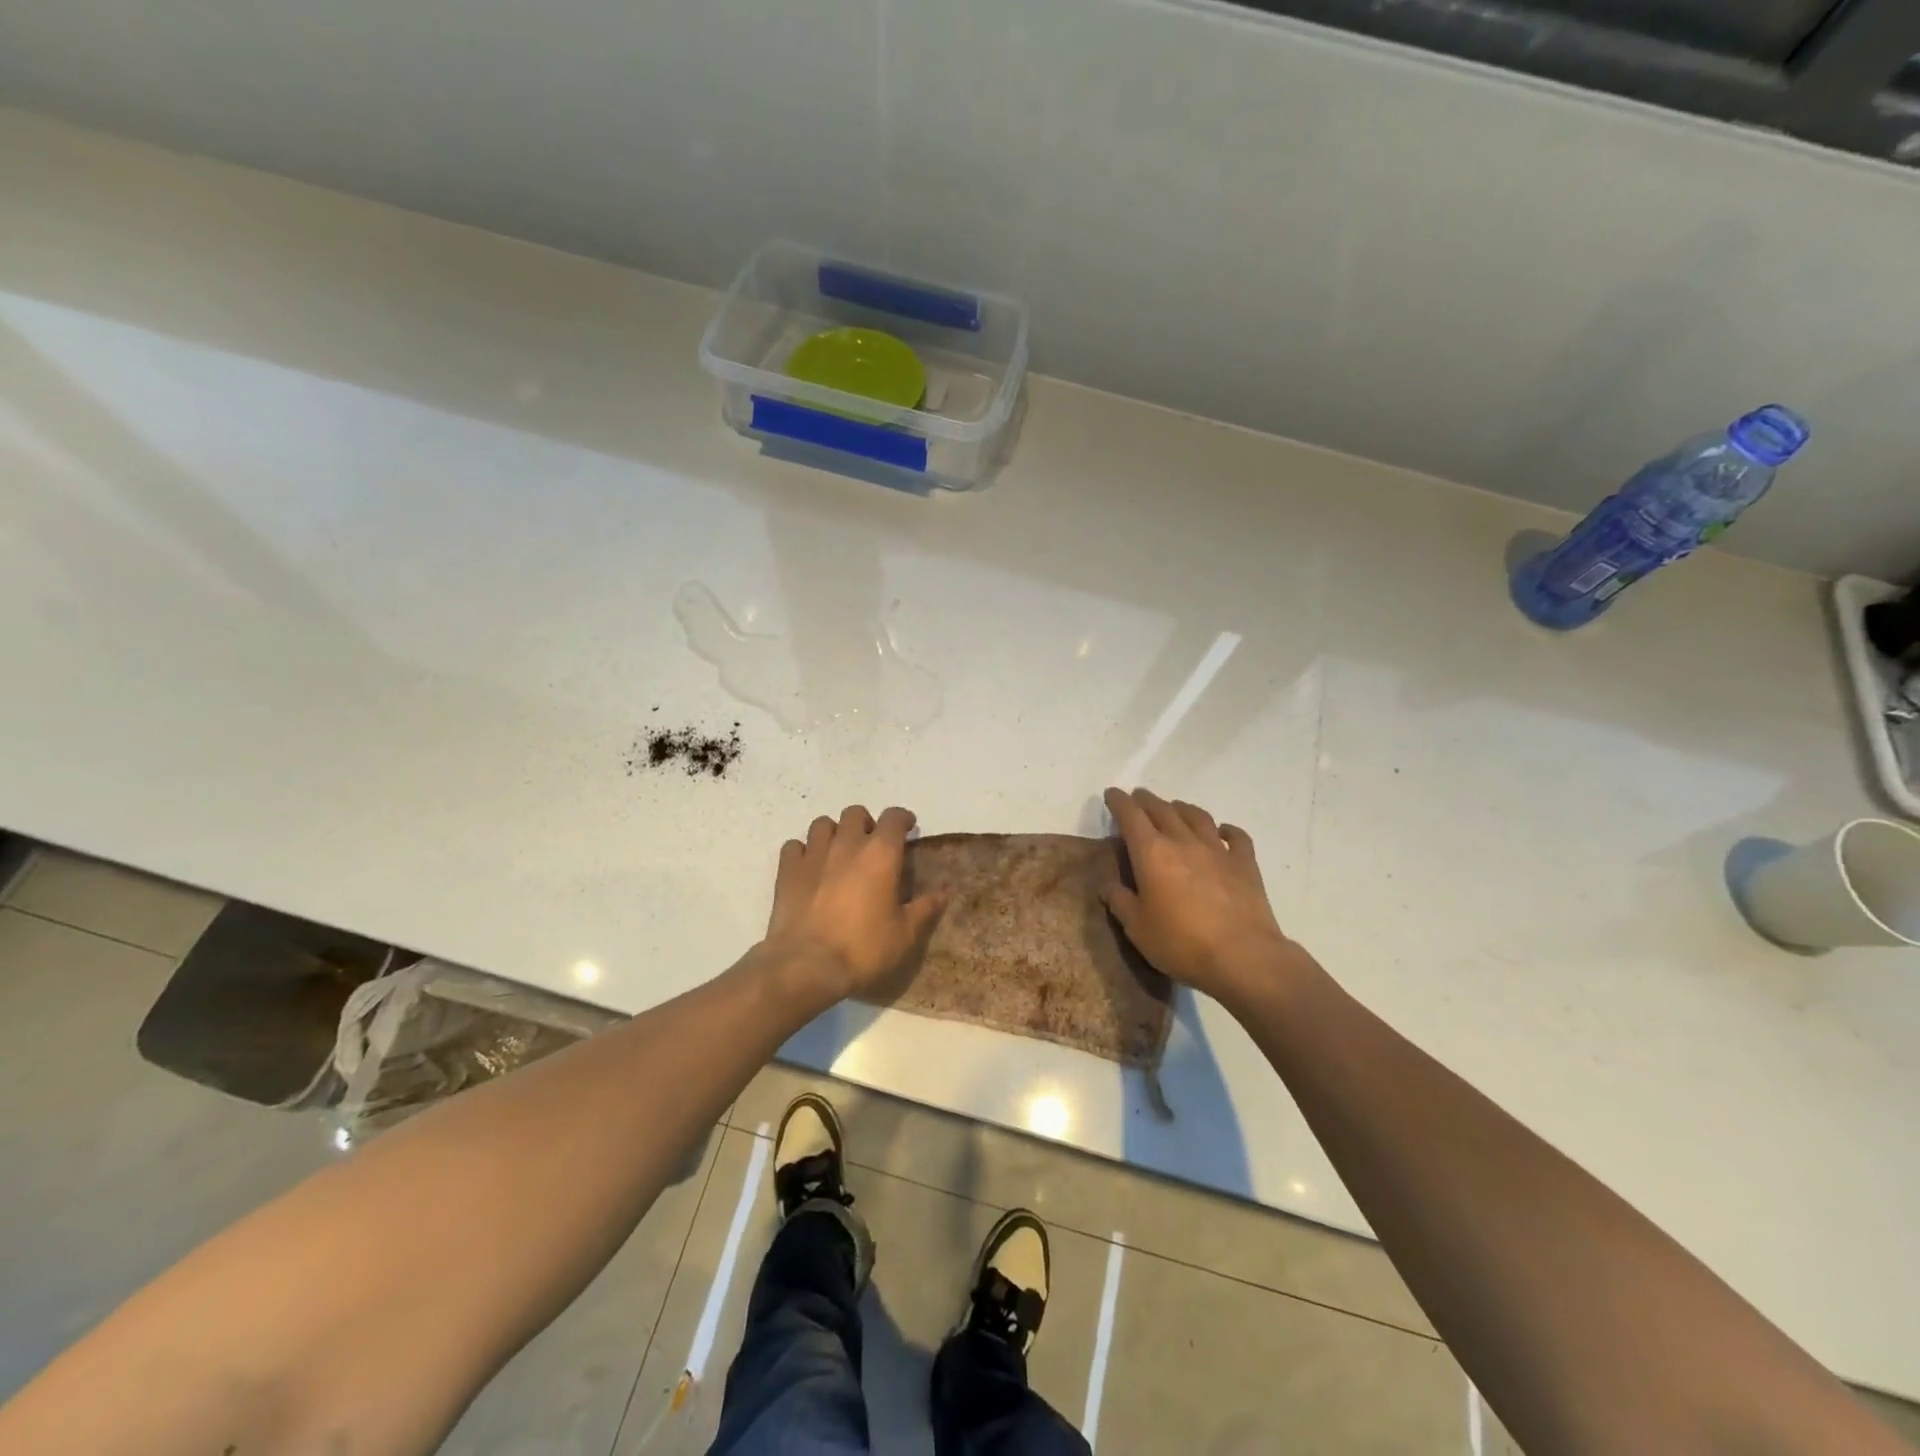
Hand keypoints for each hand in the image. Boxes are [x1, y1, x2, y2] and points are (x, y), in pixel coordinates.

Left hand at [763, 804, 944, 1002]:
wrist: (806, 965)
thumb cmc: (863, 949)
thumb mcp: (905, 935)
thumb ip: (924, 910)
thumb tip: (942, 894)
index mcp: (880, 854)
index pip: (894, 818)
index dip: (902, 819)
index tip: (908, 828)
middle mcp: (847, 844)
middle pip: (855, 813)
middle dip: (866, 823)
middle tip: (870, 845)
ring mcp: (813, 855)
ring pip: (822, 824)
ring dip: (833, 832)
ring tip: (838, 853)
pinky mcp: (787, 871)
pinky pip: (794, 846)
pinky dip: (803, 851)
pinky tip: (808, 868)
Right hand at [1101, 787, 1296, 1005]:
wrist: (1243, 956)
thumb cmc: (1181, 943)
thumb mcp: (1137, 928)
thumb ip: (1121, 902)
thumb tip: (1109, 886)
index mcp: (1151, 853)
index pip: (1130, 816)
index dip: (1119, 802)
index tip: (1112, 794)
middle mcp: (1183, 841)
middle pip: (1162, 809)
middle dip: (1146, 800)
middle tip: (1138, 798)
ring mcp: (1217, 850)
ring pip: (1197, 816)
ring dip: (1182, 808)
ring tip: (1174, 809)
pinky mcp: (1245, 864)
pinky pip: (1236, 837)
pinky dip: (1227, 830)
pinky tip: (1223, 832)